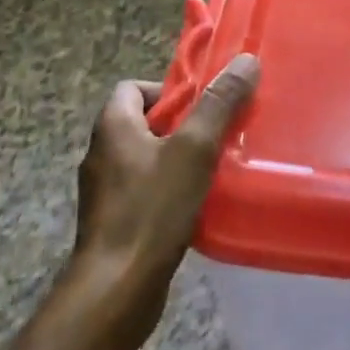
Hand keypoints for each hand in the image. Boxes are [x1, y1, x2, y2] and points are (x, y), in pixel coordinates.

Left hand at [69, 55, 259, 341]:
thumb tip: (246, 60)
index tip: (204, 106)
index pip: (134, 87)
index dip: (170, 90)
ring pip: (148, 159)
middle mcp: (102, 153)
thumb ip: (219, 104)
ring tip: (217, 169)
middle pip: (145, 122)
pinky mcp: (116, 222)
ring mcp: (106, 191)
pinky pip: (147, 191)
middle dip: (184, 126)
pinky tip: (200, 205)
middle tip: (220, 136)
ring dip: (180, 160)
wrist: (117, 288)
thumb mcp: (194, 149)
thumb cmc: (152, 209)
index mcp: (113, 126)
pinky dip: (172, 190)